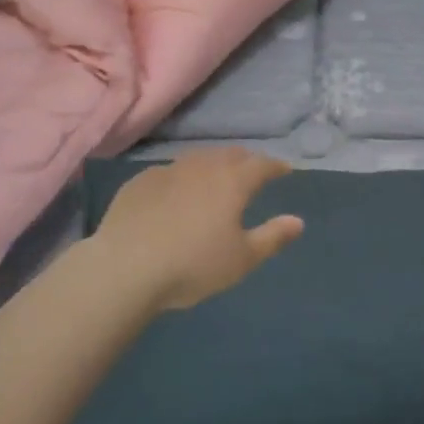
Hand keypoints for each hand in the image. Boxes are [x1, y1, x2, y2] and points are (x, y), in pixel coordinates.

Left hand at [91, 148, 302, 310]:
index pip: (262, 165)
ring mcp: (169, 170)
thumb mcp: (241, 259)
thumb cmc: (192, 265)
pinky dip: (182, 178)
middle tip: (252, 172)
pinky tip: (176, 193)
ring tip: (216, 177)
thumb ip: (272, 237)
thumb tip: (298, 221)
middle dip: (246, 161)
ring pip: (199, 158)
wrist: (125, 268)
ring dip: (213, 164)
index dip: (275, 167)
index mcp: (233, 182)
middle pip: (231, 155)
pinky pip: (170, 172)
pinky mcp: (141, 181)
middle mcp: (203, 167)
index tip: (284, 170)